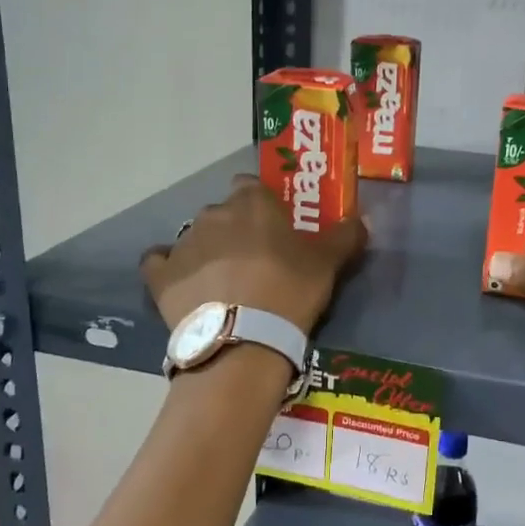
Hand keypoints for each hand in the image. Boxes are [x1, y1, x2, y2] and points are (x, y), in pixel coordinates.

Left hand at [140, 176, 366, 334]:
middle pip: (224, 212)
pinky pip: (160, 262)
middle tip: (254, 260)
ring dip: (208, 251)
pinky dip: (169, 269)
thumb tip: (364, 219)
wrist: (243, 340)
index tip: (274, 227)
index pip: (251, 186)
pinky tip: (184, 286)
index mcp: (252, 202)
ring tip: (225, 284)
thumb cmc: (289, 290)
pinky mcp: (161, 275)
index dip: (262, 205)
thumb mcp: (328, 263)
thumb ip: (346, 235)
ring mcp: (183, 243)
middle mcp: (213, 213)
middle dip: (235, 230)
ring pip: (196, 237)